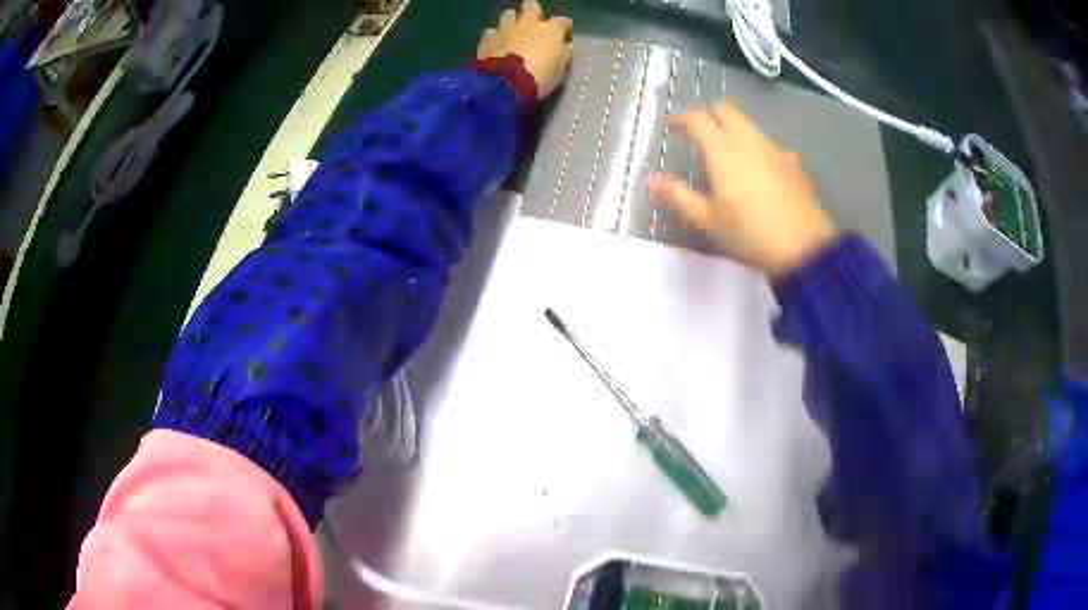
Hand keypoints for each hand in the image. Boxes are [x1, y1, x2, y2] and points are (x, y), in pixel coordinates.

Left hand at [477, 1, 573, 98]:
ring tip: (512, 33)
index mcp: (551, 29)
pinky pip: (491, 32)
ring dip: (511, 21)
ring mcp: (505, 28)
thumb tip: (566, 46)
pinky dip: (494, 37)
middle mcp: (528, 22)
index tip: (563, 37)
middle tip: (534, 26)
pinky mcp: (487, 39)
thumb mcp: (561, 67)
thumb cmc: (541, 75)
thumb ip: (565, 52)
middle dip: (533, 13)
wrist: (507, 83)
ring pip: (508, 14)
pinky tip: (495, 46)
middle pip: (531, 6)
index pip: (562, 21)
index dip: (563, 28)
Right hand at [647, 102, 837, 278]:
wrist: (804, 248)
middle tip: (697, 131)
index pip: (697, 118)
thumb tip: (650, 178)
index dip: (680, 118)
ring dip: (733, 129)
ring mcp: (775, 149)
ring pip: (750, 125)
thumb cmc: (750, 234)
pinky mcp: (794, 163)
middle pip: (726, 110)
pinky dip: (757, 148)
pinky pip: (770, 145)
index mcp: (723, 150)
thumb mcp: (708, 220)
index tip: (671, 126)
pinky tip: (760, 171)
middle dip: (708, 114)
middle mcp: (749, 140)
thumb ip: (678, 195)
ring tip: (726, 152)